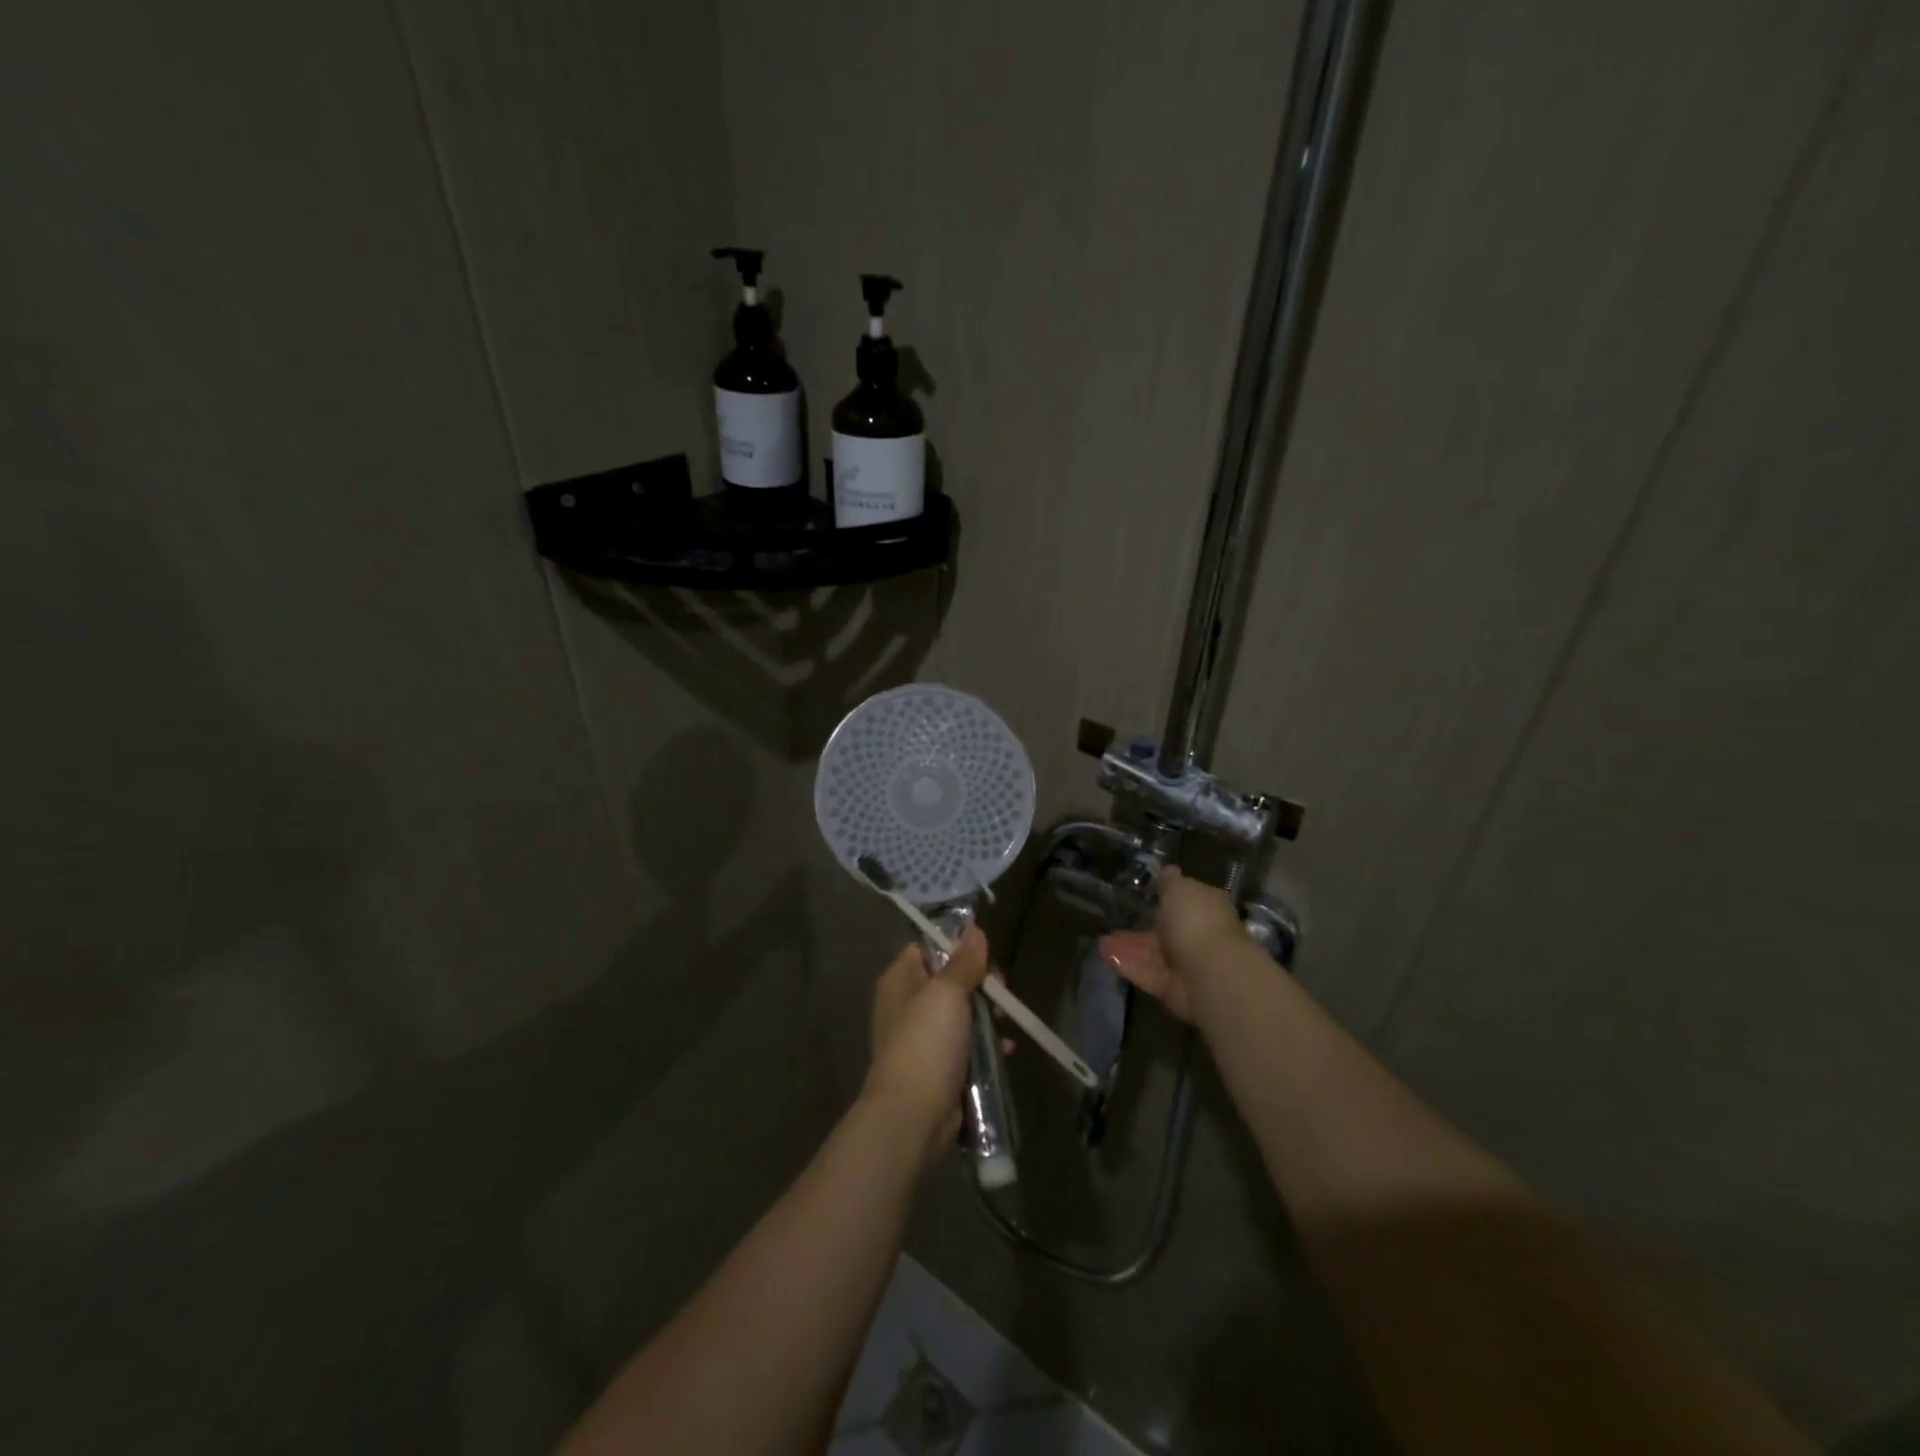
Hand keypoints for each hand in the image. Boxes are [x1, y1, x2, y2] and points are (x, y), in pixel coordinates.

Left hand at [863, 925, 992, 1165]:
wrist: (913, 1115)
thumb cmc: (926, 1043)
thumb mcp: (947, 993)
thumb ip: (963, 962)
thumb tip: (974, 928)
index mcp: (900, 980)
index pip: (927, 948)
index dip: (956, 947)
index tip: (984, 956)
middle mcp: (907, 1004)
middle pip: (950, 980)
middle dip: (980, 985)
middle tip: (1000, 992)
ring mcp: (923, 1037)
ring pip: (962, 1013)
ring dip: (987, 1016)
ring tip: (1006, 1021)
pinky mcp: (939, 1066)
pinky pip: (967, 1045)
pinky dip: (986, 1045)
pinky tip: (1006, 1049)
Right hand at [1098, 866, 1247, 1021]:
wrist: (1211, 972)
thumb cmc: (1196, 920)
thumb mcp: (1179, 889)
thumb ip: (1170, 882)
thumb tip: (1168, 869)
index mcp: (1206, 909)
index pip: (1185, 903)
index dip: (1165, 899)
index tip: (1143, 896)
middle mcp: (1199, 936)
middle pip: (1166, 931)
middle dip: (1141, 928)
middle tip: (1114, 921)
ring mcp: (1187, 966)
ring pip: (1153, 955)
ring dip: (1128, 948)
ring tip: (1101, 942)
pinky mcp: (1173, 989)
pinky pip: (1147, 973)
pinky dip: (1128, 964)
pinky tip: (1105, 955)